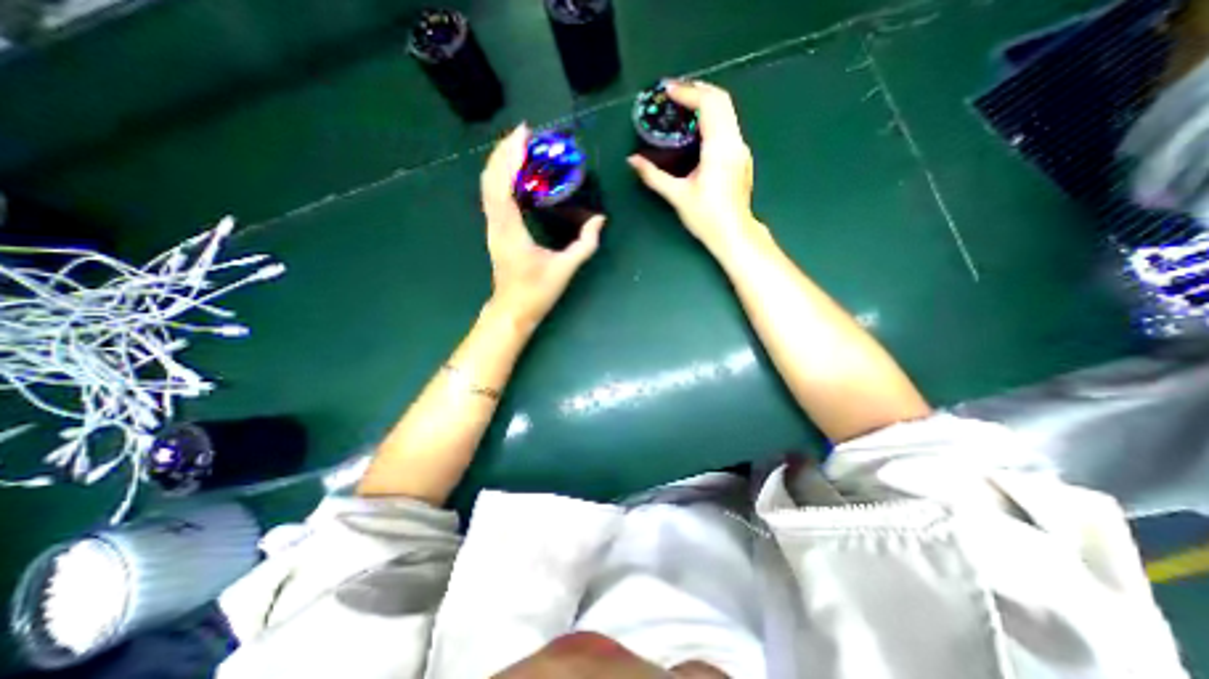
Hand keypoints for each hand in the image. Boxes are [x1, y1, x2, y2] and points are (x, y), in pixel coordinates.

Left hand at [480, 125, 603, 331]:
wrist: (512, 311)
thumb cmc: (536, 292)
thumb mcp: (565, 268)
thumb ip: (585, 244)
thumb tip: (599, 220)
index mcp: (510, 229)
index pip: (503, 184)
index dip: (510, 156)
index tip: (523, 134)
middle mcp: (496, 223)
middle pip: (490, 179)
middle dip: (504, 151)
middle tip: (524, 134)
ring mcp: (492, 227)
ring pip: (488, 186)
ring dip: (500, 163)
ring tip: (519, 147)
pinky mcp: (495, 231)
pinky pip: (493, 197)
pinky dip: (501, 178)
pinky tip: (515, 173)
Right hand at [627, 81, 756, 253]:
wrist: (734, 234)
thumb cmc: (706, 217)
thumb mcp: (677, 196)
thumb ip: (654, 176)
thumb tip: (632, 161)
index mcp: (719, 148)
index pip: (709, 104)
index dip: (688, 92)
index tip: (667, 90)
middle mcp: (735, 142)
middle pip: (721, 100)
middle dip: (697, 90)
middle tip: (674, 93)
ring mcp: (741, 149)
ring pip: (727, 111)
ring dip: (706, 102)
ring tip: (683, 106)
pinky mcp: (741, 156)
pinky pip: (728, 125)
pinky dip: (712, 117)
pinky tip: (697, 128)